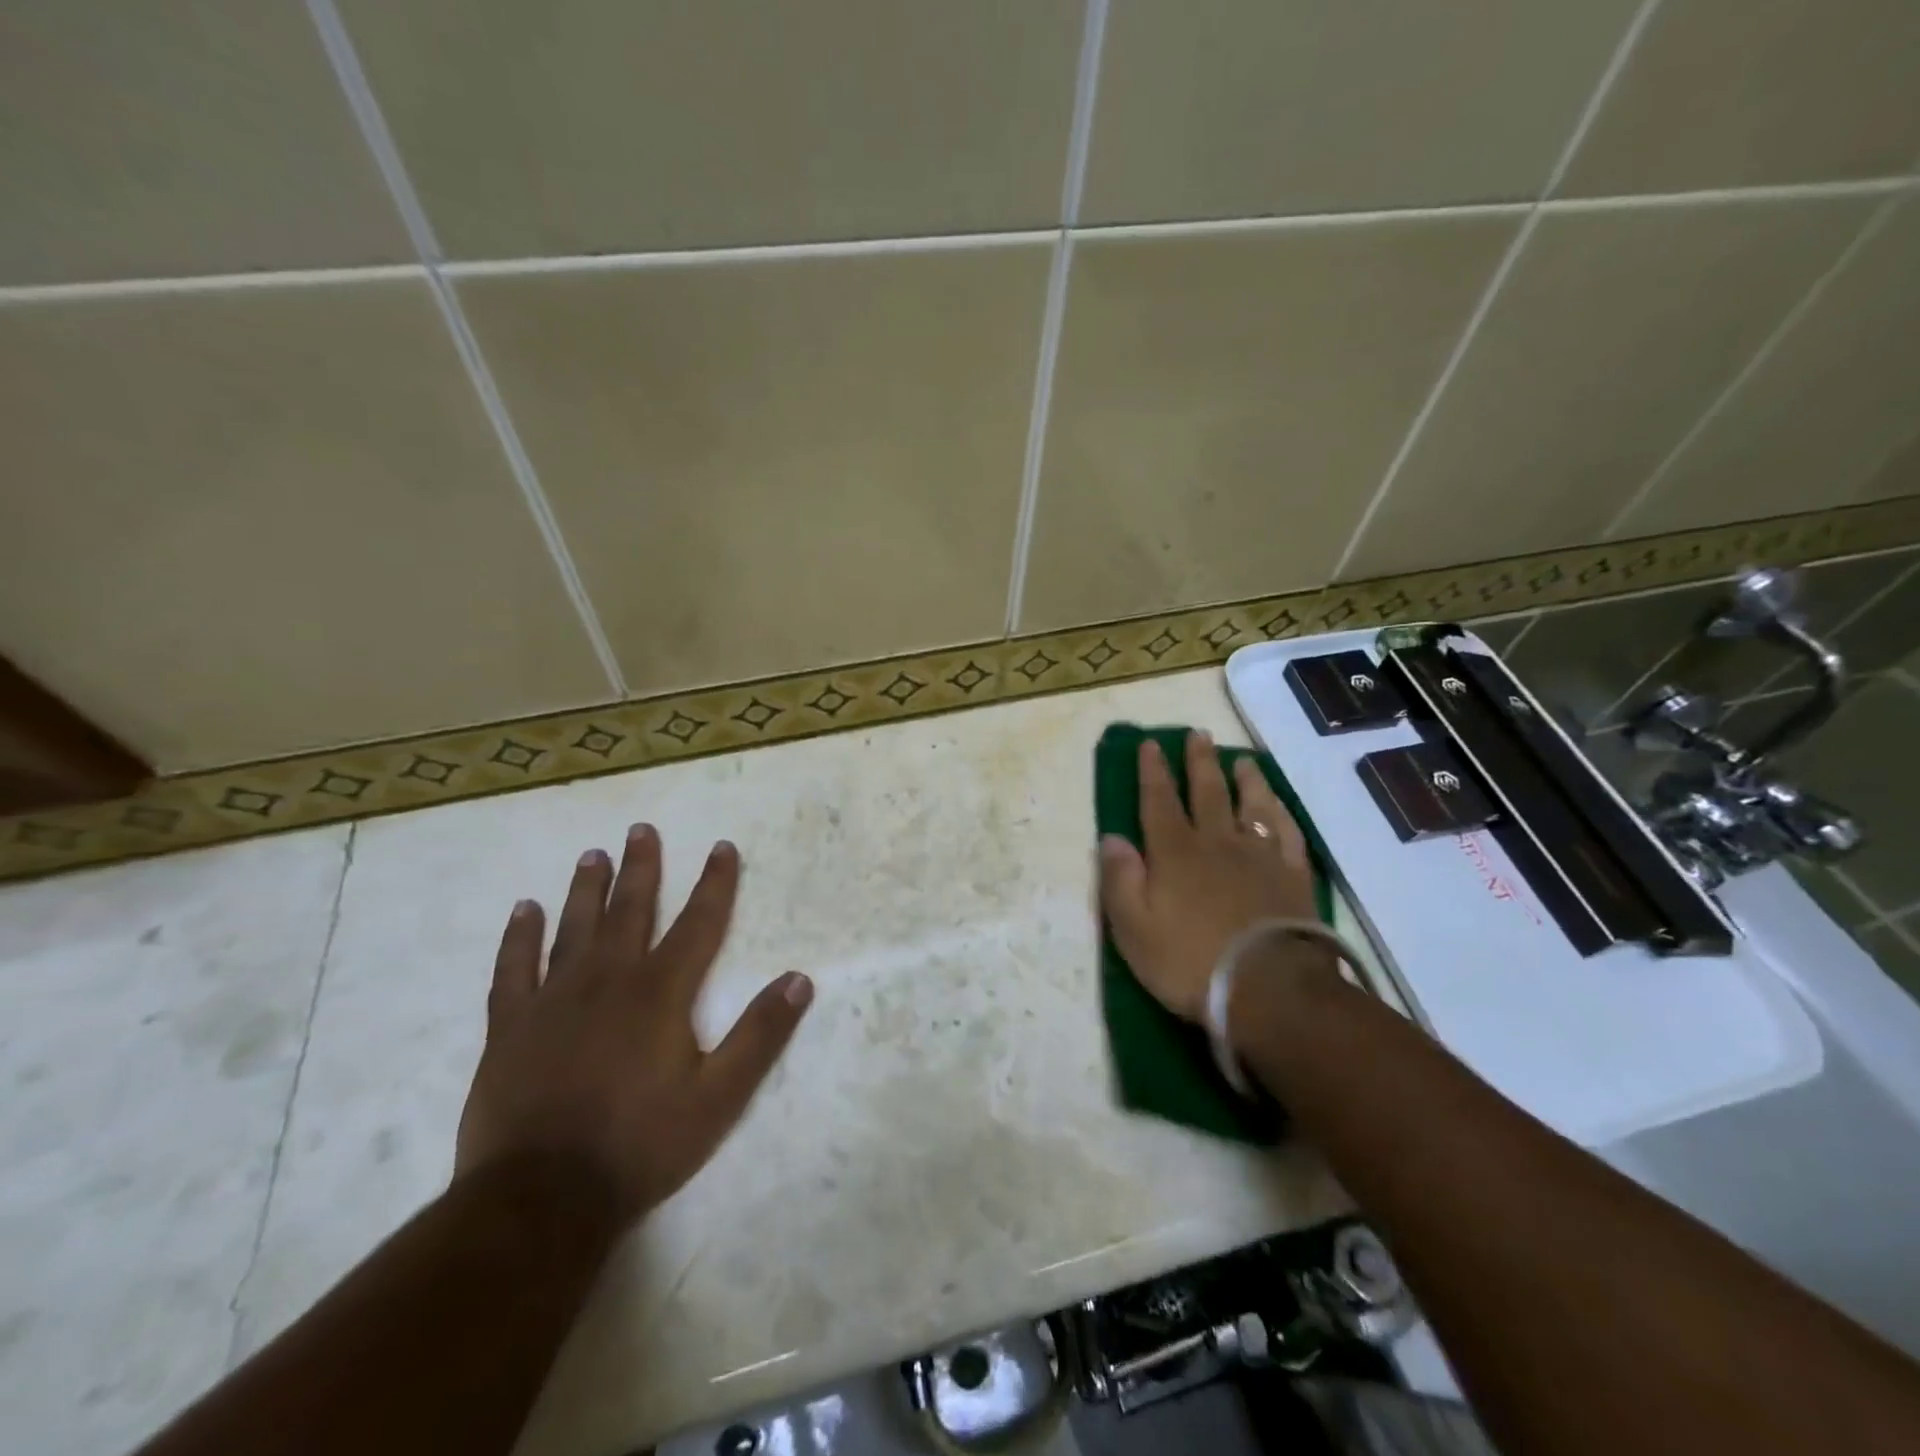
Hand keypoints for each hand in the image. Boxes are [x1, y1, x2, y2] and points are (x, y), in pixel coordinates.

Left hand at [454, 825, 811, 1221]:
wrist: (541, 1199)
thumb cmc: (641, 1145)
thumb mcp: (719, 1097)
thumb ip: (759, 1034)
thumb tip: (800, 979)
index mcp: (661, 992)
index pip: (699, 923)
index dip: (715, 883)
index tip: (722, 847)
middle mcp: (610, 980)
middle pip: (631, 911)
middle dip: (642, 868)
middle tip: (641, 829)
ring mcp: (555, 1000)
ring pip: (574, 928)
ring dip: (587, 889)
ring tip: (593, 855)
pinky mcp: (512, 1027)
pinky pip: (515, 969)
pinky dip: (520, 937)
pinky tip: (524, 910)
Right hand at [1098, 731, 1324, 1021]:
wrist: (1268, 990)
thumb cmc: (1189, 961)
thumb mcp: (1133, 928)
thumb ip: (1119, 879)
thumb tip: (1110, 837)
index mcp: (1174, 852)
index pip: (1158, 801)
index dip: (1152, 771)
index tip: (1150, 744)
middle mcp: (1217, 842)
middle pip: (1207, 792)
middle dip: (1198, 762)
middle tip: (1198, 734)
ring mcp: (1260, 857)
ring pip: (1252, 805)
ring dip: (1245, 780)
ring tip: (1241, 761)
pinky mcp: (1293, 876)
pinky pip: (1287, 833)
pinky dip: (1279, 813)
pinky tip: (1277, 806)